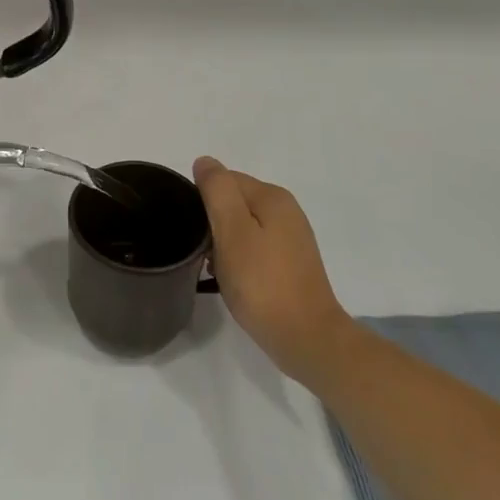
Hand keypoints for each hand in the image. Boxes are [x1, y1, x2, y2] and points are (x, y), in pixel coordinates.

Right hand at [194, 157, 351, 389]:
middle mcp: (286, 211)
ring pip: (242, 227)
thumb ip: (217, 191)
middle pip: (234, 202)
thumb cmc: (262, 282)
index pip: (225, 180)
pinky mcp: (291, 264)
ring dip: (223, 244)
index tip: (194, 231)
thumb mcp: (232, 230)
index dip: (202, 201)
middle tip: (203, 254)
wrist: (306, 338)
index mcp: (273, 196)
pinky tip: (233, 280)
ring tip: (215, 270)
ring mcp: (292, 239)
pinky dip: (239, 260)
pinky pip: (254, 249)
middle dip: (212, 223)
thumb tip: (205, 162)